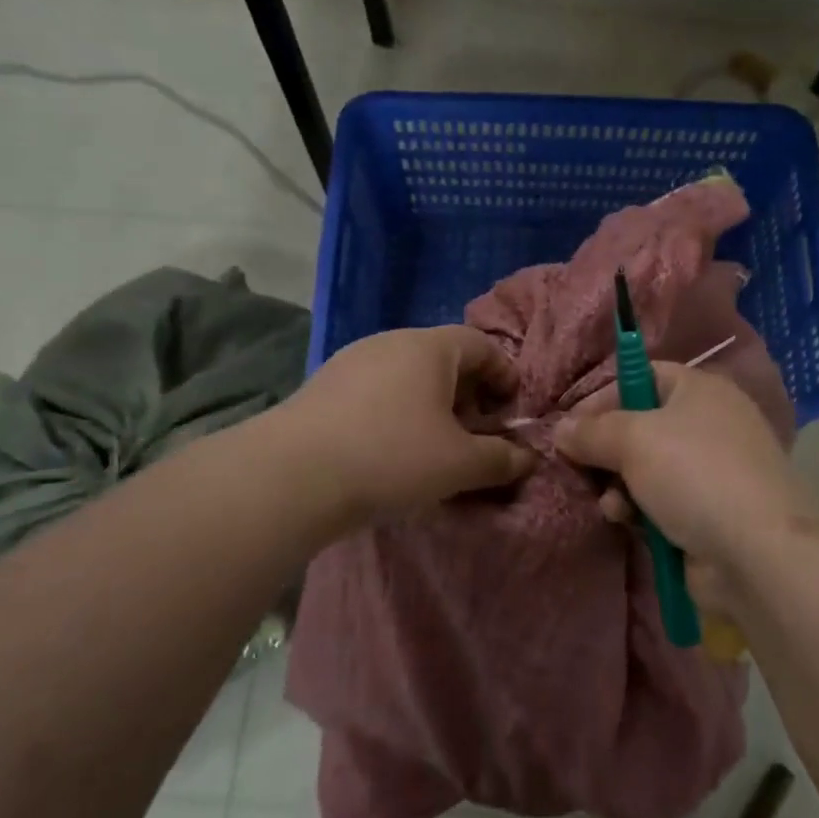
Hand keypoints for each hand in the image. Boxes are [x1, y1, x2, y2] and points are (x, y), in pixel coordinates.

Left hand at [282, 325, 535, 525]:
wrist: (291, 476)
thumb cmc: (391, 457)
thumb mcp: (459, 464)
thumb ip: (501, 459)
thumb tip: (528, 458)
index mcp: (429, 347)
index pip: (482, 344)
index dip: (506, 375)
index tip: (512, 410)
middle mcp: (390, 342)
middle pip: (444, 358)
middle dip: (469, 393)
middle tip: (477, 432)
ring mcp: (351, 361)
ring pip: (407, 375)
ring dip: (431, 405)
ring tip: (435, 445)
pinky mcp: (323, 387)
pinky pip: (377, 391)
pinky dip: (397, 412)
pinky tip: (391, 450)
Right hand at [555, 364, 818, 611]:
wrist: (758, 552)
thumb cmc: (695, 474)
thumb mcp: (633, 440)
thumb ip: (591, 430)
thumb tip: (560, 429)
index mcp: (699, 390)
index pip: (642, 376)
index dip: (603, 396)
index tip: (569, 424)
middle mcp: (707, 424)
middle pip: (639, 426)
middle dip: (605, 449)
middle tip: (577, 466)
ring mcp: (710, 471)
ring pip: (644, 469)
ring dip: (618, 485)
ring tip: (609, 502)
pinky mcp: (707, 513)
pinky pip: (658, 503)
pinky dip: (638, 510)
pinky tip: (626, 522)